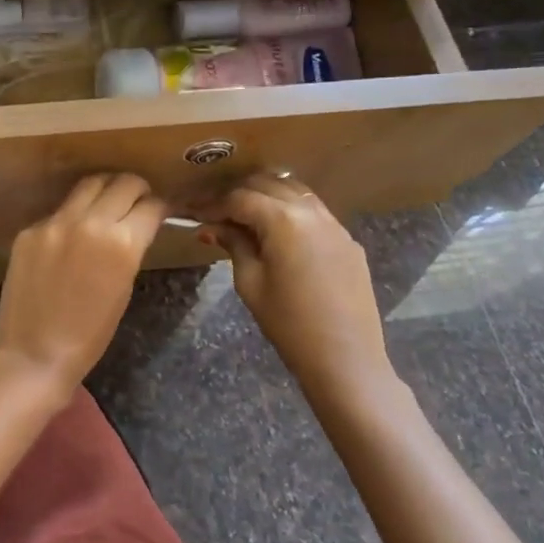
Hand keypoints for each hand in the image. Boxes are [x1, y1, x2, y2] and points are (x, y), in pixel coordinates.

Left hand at [0, 173, 166, 392]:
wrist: (35, 353)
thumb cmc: (90, 335)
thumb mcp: (124, 288)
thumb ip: (130, 250)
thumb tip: (134, 226)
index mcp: (122, 243)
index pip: (150, 205)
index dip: (159, 206)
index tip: (159, 209)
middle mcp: (89, 222)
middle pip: (122, 183)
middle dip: (136, 189)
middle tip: (136, 199)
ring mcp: (55, 223)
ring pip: (88, 185)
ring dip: (104, 190)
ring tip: (107, 202)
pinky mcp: (30, 229)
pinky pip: (59, 211)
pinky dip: (72, 216)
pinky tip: (71, 234)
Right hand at [198, 174, 399, 411]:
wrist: (346, 359)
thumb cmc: (289, 324)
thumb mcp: (250, 283)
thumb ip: (233, 245)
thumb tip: (212, 227)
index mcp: (283, 220)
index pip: (240, 198)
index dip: (214, 204)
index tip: (195, 212)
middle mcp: (312, 211)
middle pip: (269, 184)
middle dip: (240, 193)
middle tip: (217, 212)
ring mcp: (335, 225)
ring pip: (295, 191)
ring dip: (268, 196)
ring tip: (246, 216)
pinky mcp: (348, 241)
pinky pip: (315, 212)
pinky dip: (291, 211)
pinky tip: (279, 233)